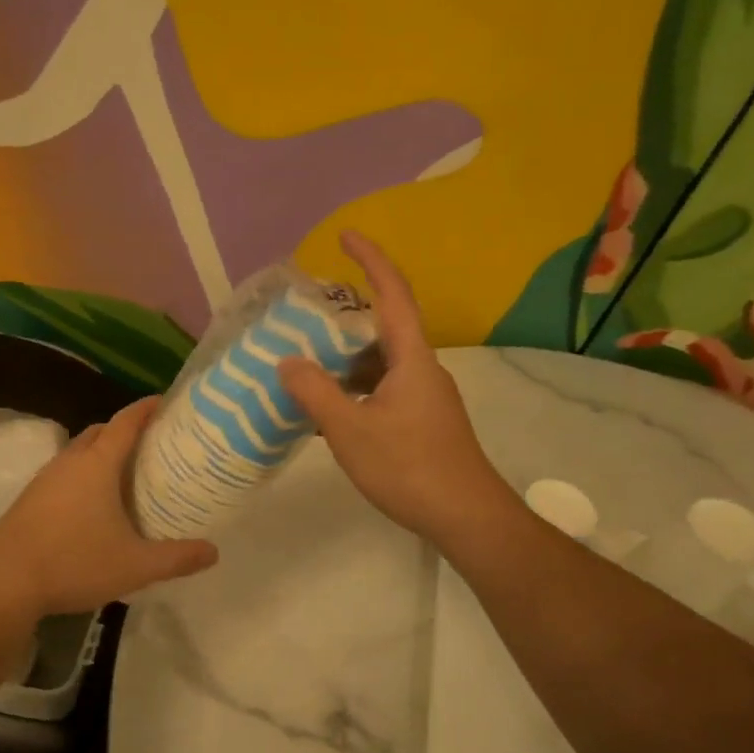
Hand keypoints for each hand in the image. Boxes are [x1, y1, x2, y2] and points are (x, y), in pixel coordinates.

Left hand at [0, 397, 218, 617]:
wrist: (5, 584)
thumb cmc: (75, 564)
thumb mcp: (135, 566)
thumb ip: (177, 558)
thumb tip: (214, 551)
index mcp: (97, 465)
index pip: (126, 422)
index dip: (146, 408)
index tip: (165, 402)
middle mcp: (69, 461)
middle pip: (100, 432)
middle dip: (125, 430)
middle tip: (152, 444)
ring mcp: (44, 478)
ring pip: (78, 452)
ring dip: (100, 452)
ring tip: (125, 473)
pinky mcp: (29, 498)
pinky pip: (63, 472)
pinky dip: (82, 474)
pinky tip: (91, 504)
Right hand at [279, 232, 518, 545]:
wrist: (466, 516)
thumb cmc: (409, 467)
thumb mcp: (350, 430)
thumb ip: (315, 392)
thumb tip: (287, 361)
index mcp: (411, 358)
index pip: (392, 294)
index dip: (370, 260)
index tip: (344, 235)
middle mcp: (422, 369)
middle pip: (382, 328)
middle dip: (344, 320)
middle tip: (304, 321)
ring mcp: (425, 396)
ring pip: (380, 364)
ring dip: (345, 361)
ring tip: (305, 367)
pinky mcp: (423, 421)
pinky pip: (382, 390)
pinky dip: (354, 390)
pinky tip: (327, 412)